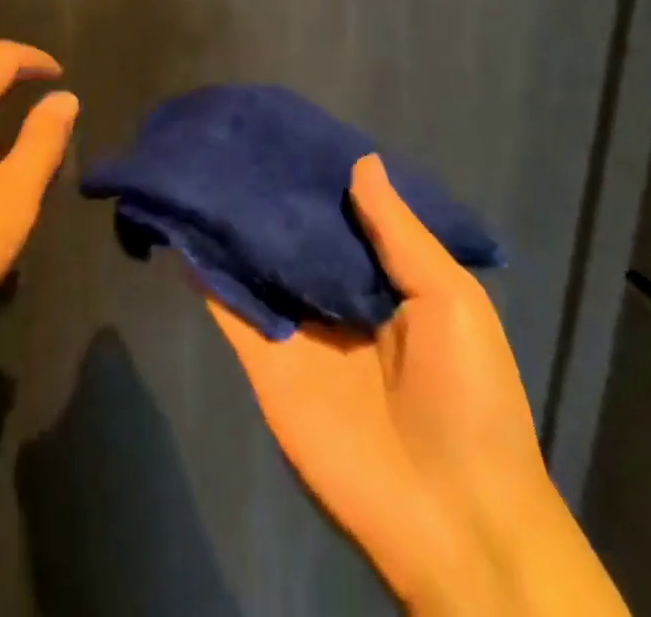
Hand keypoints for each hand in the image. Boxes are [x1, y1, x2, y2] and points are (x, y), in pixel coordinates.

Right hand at [208, 155, 626, 616]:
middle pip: (292, 236)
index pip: (341, 217)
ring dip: (230, 226)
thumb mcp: (452, 301)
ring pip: (256, 264)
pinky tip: (182, 226)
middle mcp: (334, 299)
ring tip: (196, 166)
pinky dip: (205, 272)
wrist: (453, 520)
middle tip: (229, 138)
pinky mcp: (264, 361)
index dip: (317, 178)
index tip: (283, 131)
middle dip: (268, 196)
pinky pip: (230, 308)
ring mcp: (296, 330)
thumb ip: (400, 233)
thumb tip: (362, 160)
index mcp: (384, 283)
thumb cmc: (468, 399)